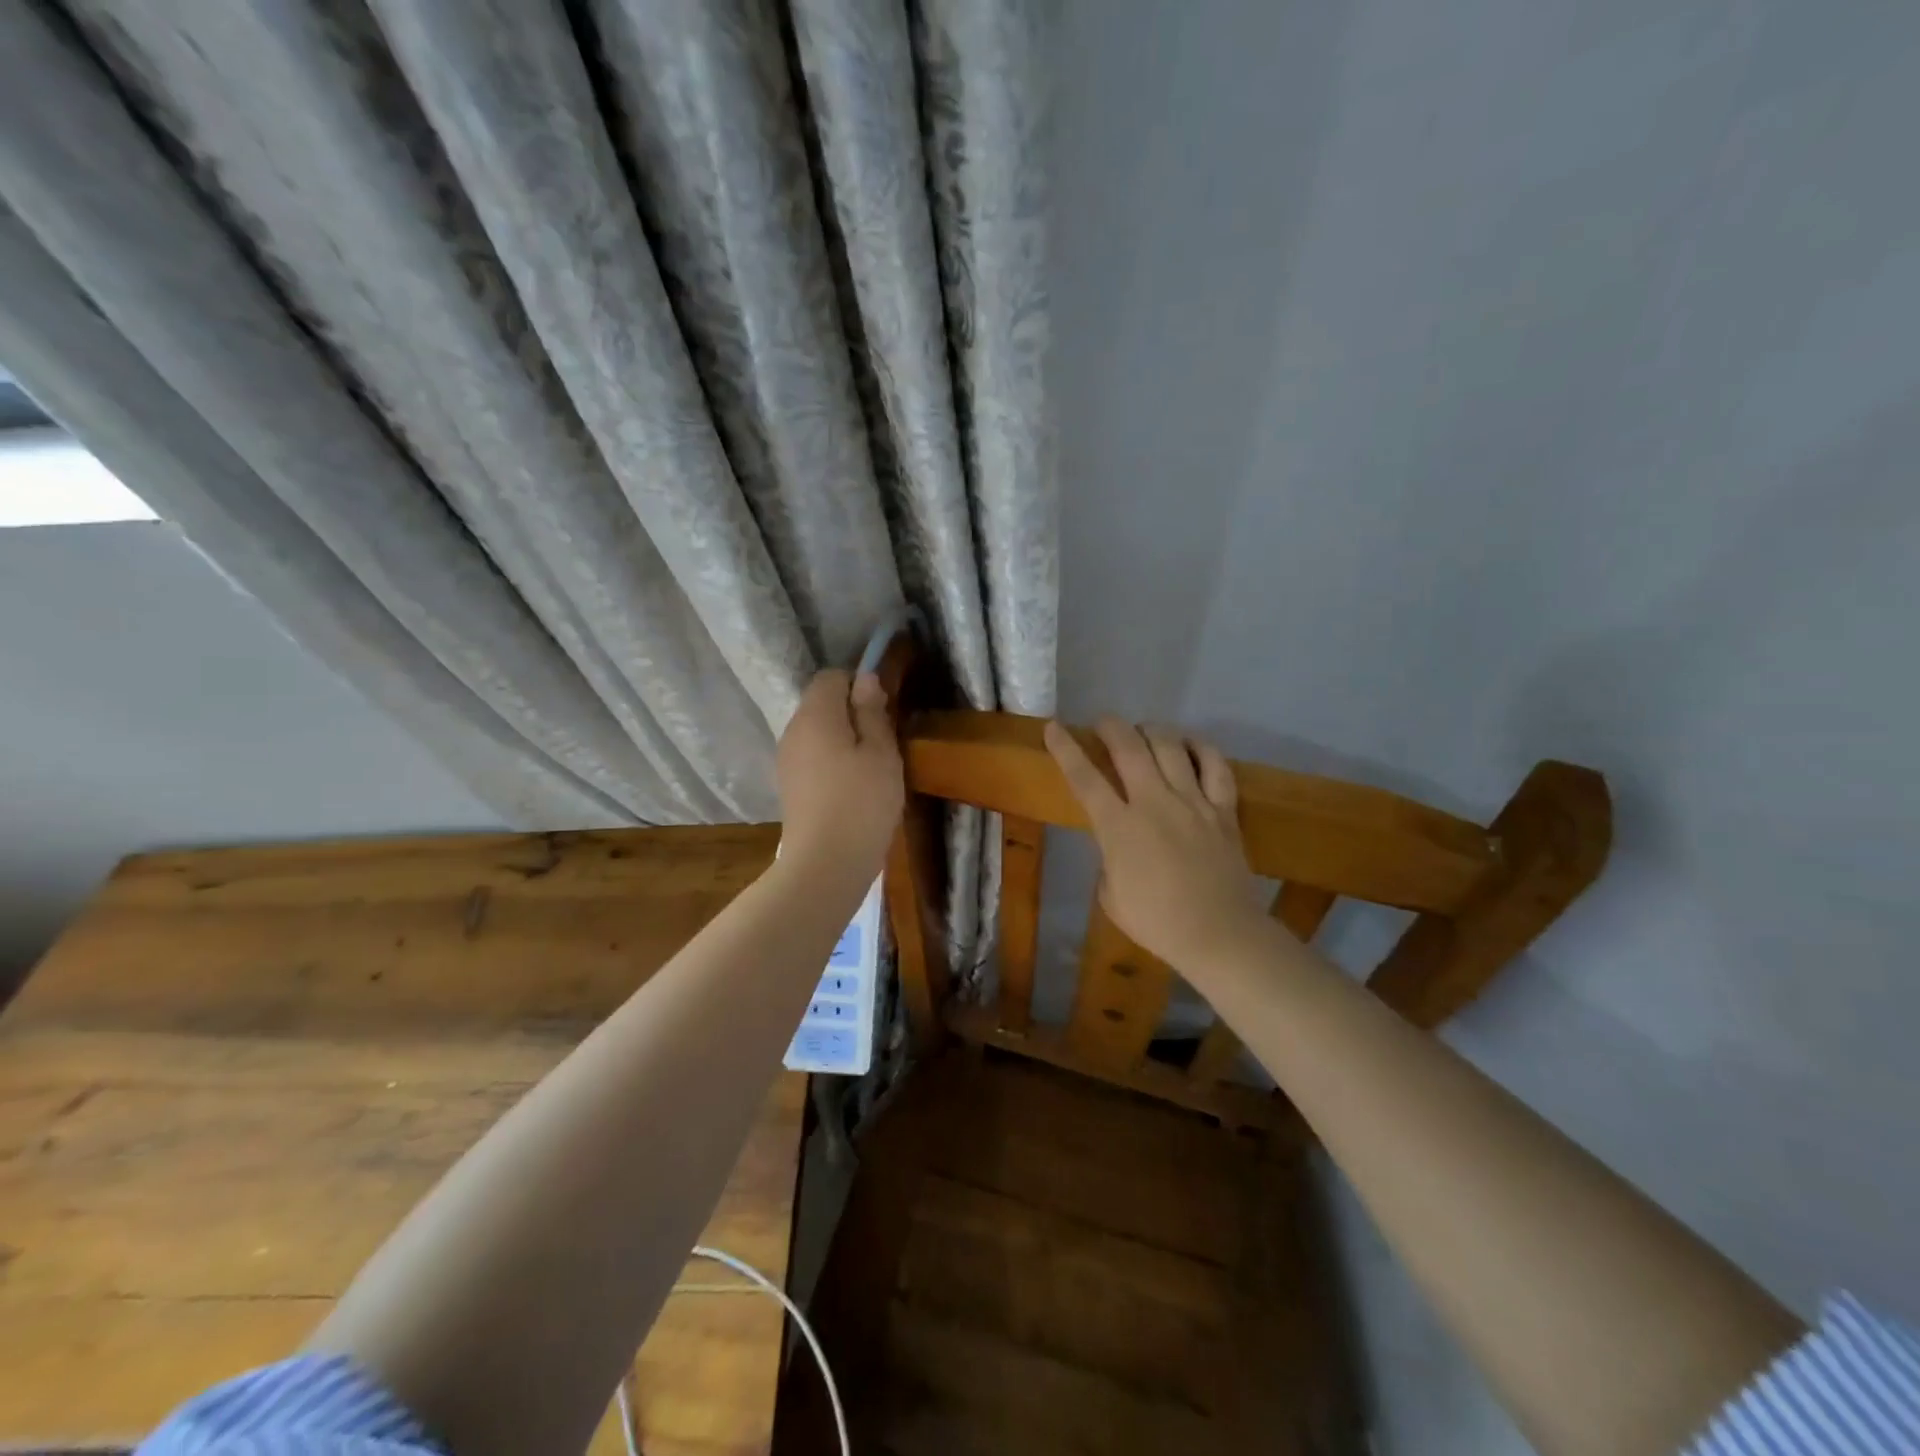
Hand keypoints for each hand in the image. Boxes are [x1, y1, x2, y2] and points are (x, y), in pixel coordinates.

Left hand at [775, 669, 904, 879]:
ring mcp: (787, 761)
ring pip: (818, 733)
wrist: (825, 864)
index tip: (884, 710)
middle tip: (884, 742)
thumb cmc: (862, 802)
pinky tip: (853, 789)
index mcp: (815, 715)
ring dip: (844, 740)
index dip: (859, 684)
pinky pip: (813, 758)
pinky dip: (832, 763)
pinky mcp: (789, 787)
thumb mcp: (881, 752)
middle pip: (822, 704)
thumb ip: (872, 711)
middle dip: (852, 713)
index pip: (831, 677)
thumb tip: (864, 679)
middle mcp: (793, 731)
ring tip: (872, 769)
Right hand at [1045, 717, 1268, 971]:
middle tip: (1104, 723)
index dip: (1066, 749)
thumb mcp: (1111, 896)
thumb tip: (1117, 845)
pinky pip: (1216, 766)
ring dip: (1152, 731)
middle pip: (1129, 748)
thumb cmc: (1157, 922)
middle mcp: (1154, 803)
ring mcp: (1192, 802)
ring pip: (1170, 747)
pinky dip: (1201, 748)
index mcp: (1119, 827)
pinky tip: (1190, 744)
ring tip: (1144, 731)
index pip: (1085, 778)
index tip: (1053, 727)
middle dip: (1111, 727)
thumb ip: (1109, 860)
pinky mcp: (1224, 809)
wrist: (1219, 934)